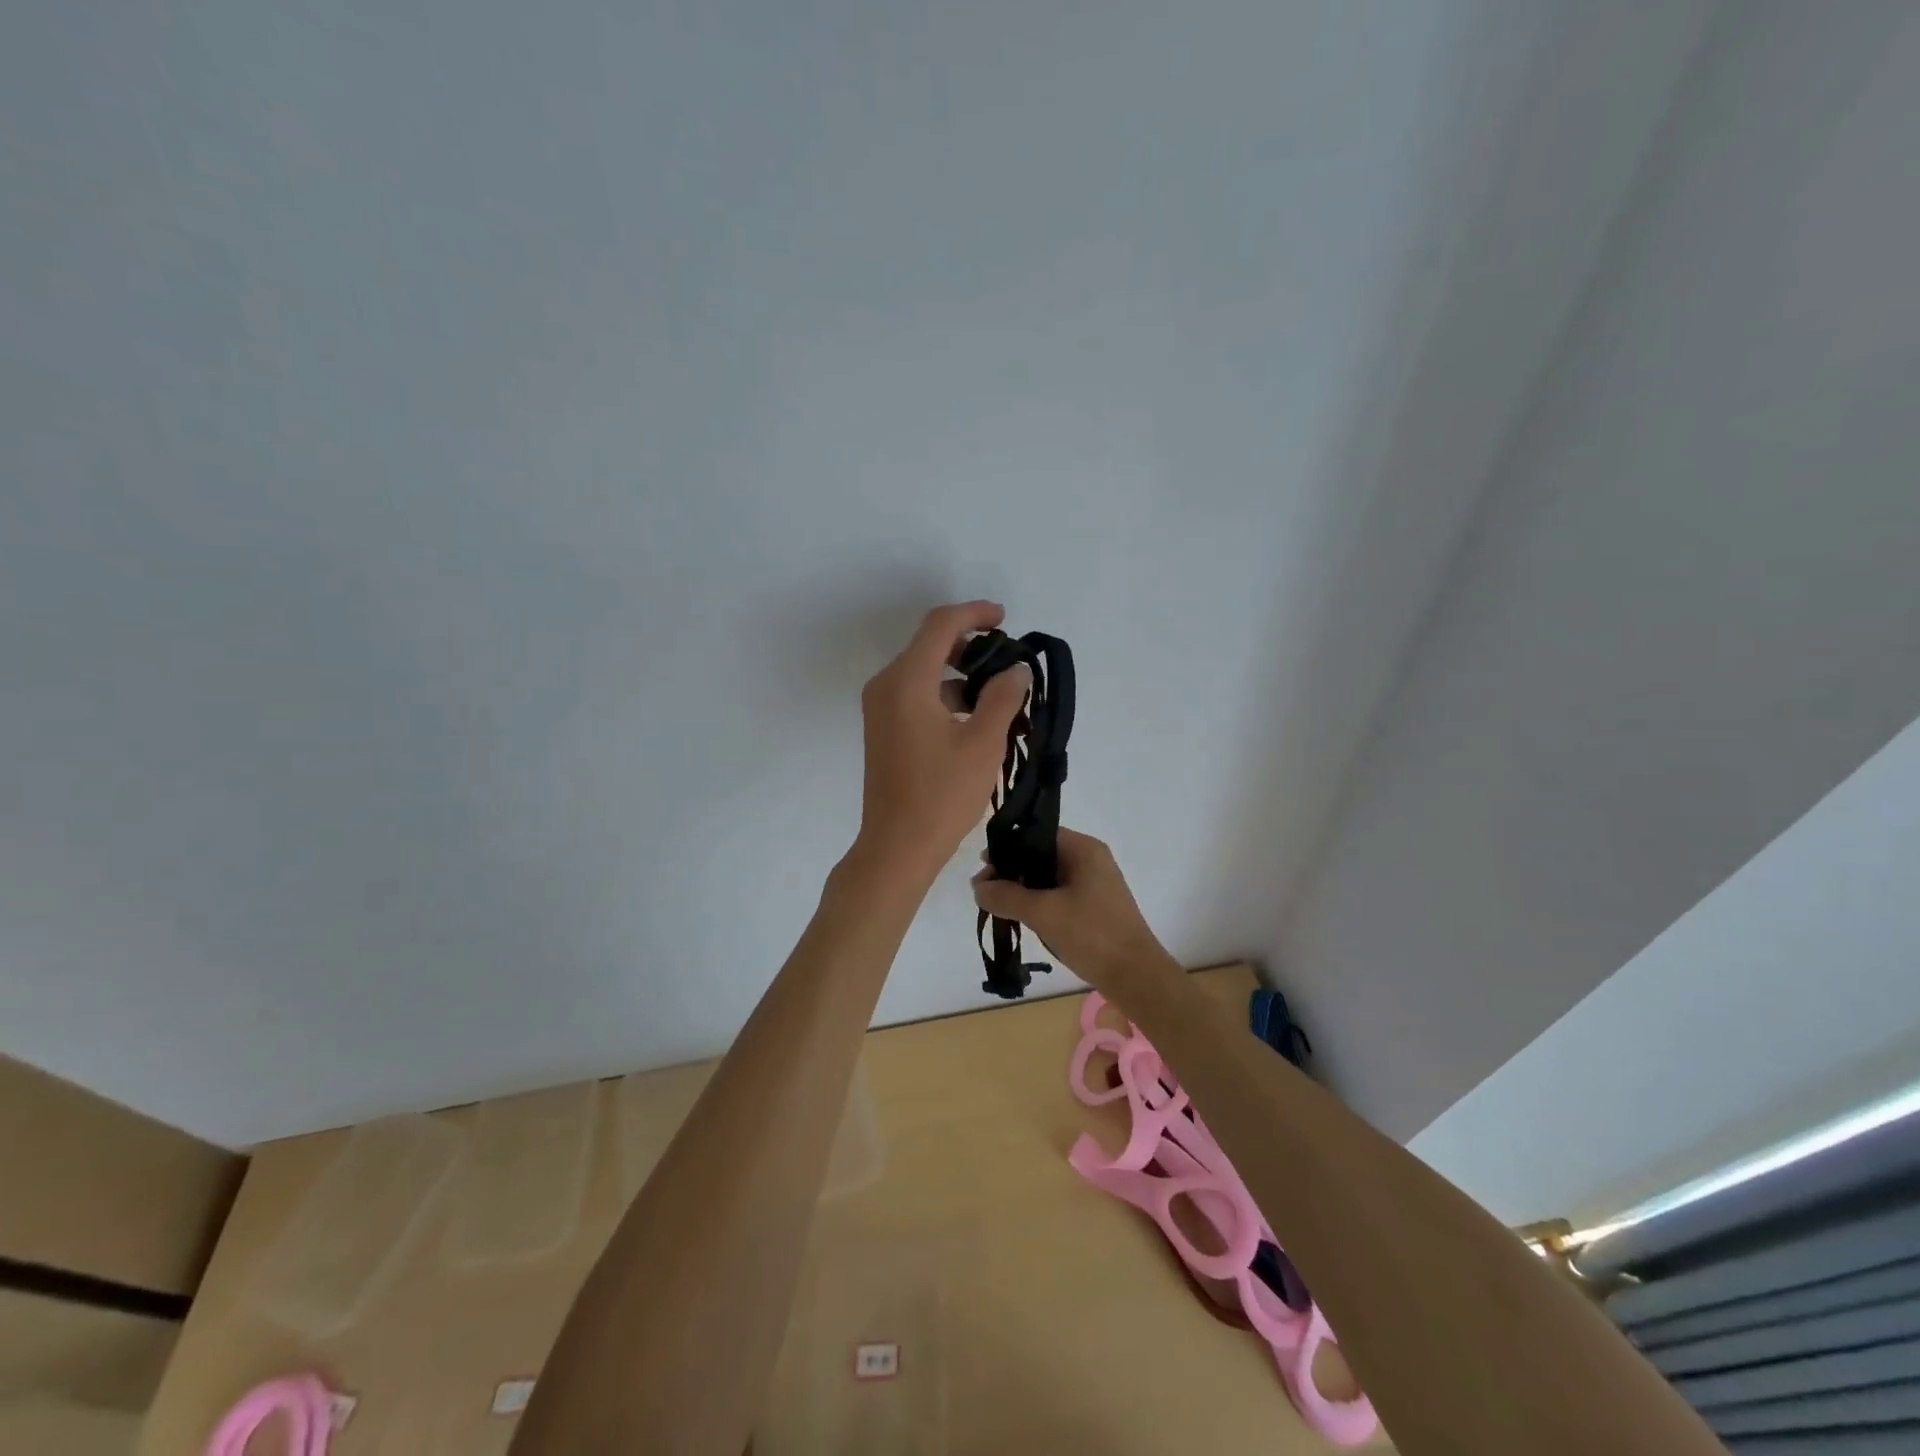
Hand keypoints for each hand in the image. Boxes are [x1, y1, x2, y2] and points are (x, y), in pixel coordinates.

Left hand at [854, 601, 1030, 877]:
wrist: (897, 846)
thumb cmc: (942, 795)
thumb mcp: (983, 743)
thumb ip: (1003, 697)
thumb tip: (1015, 669)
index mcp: (906, 681)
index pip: (940, 625)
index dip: (975, 613)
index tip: (1005, 620)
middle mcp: (886, 685)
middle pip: (929, 645)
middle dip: (971, 646)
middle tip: (1008, 663)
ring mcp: (880, 708)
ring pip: (924, 672)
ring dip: (961, 675)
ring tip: (1001, 698)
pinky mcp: (884, 729)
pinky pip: (917, 695)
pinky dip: (946, 696)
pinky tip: (976, 719)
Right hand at [971, 828, 1177, 993]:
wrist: (1137, 978)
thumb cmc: (1092, 935)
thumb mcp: (1043, 913)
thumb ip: (1006, 896)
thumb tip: (978, 887)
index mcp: (1084, 849)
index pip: (1037, 835)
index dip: (1008, 849)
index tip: (984, 869)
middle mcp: (1091, 860)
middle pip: (1041, 856)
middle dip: (1012, 872)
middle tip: (985, 892)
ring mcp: (1095, 885)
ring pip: (1048, 879)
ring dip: (1024, 891)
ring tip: (999, 908)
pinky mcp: (1094, 908)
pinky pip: (1059, 896)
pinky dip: (1039, 904)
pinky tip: (1022, 920)